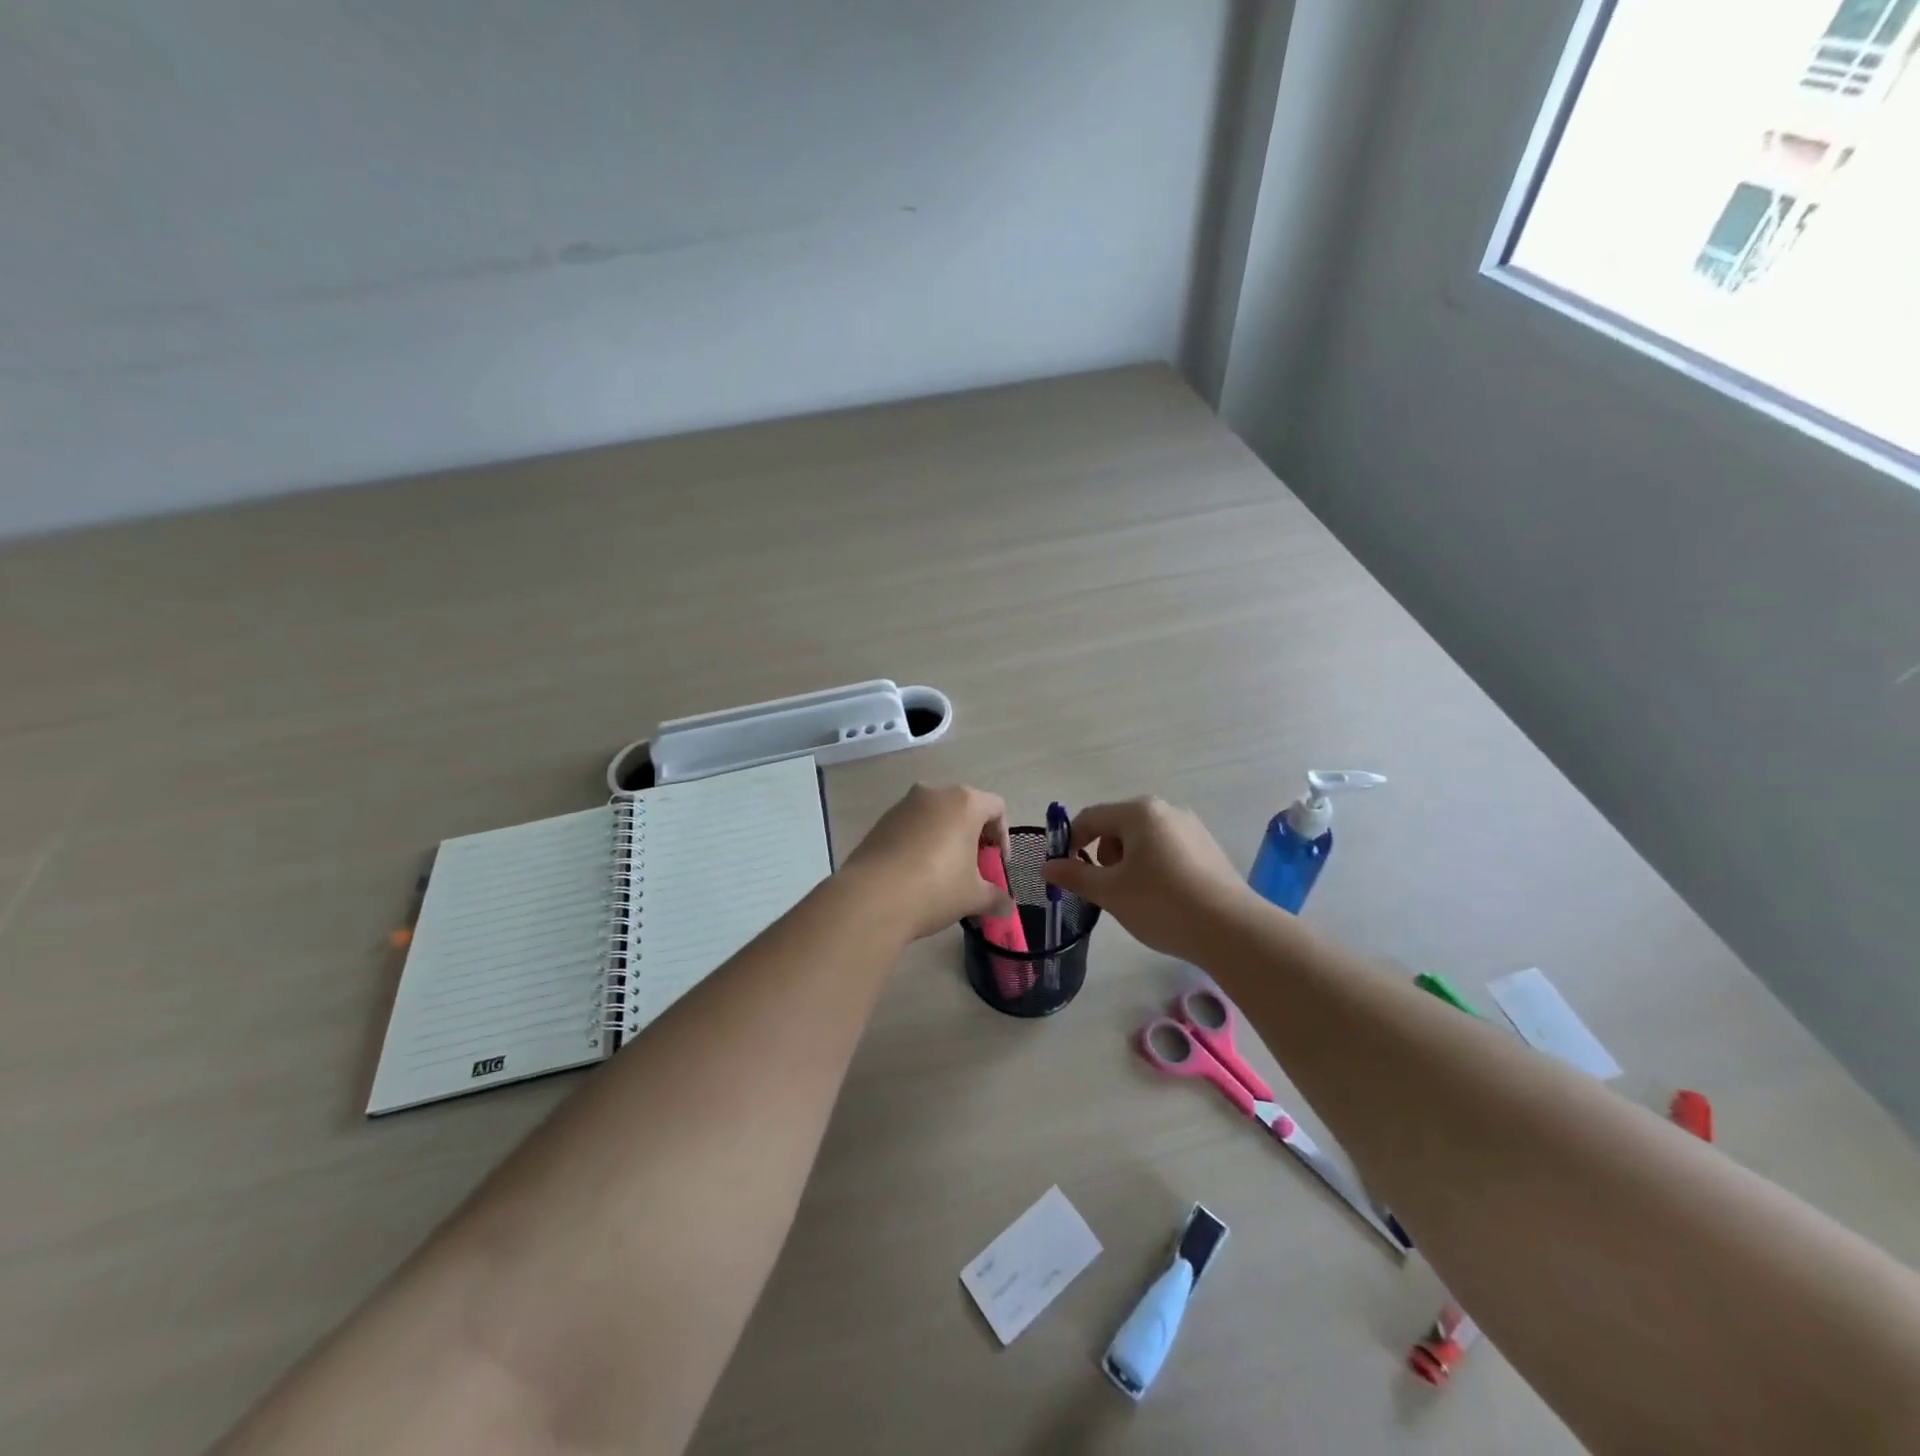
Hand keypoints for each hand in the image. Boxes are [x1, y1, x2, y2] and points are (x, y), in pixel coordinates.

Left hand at [841, 783, 1012, 942]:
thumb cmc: (935, 889)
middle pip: (964, 808)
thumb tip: (1007, 908)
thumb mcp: (973, 896)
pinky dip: (920, 843)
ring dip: (945, 839)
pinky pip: (911, 827)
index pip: (996, 808)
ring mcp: (903, 805)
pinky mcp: (880, 822)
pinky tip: (916, 875)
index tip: (997, 864)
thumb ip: (996, 898)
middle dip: (973, 837)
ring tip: (944, 874)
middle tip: (974, 869)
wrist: (871, 898)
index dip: (1003, 837)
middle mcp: (933, 794)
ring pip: (935, 816)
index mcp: (964, 802)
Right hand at [1041, 797, 1253, 960]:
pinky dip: (1155, 868)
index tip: (1066, 873)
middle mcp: (1166, 810)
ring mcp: (1192, 828)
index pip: (1090, 818)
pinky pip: (1168, 850)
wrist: (1230, 929)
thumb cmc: (1160, 903)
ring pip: (1144, 840)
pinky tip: (1164, 899)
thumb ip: (1074, 875)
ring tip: (1136, 897)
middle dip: (1104, 856)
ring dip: (1129, 863)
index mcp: (1139, 812)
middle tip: (1107, 889)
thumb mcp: (1109, 892)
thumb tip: (1047, 866)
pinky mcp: (1209, 849)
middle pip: (1118, 826)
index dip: (1070, 843)